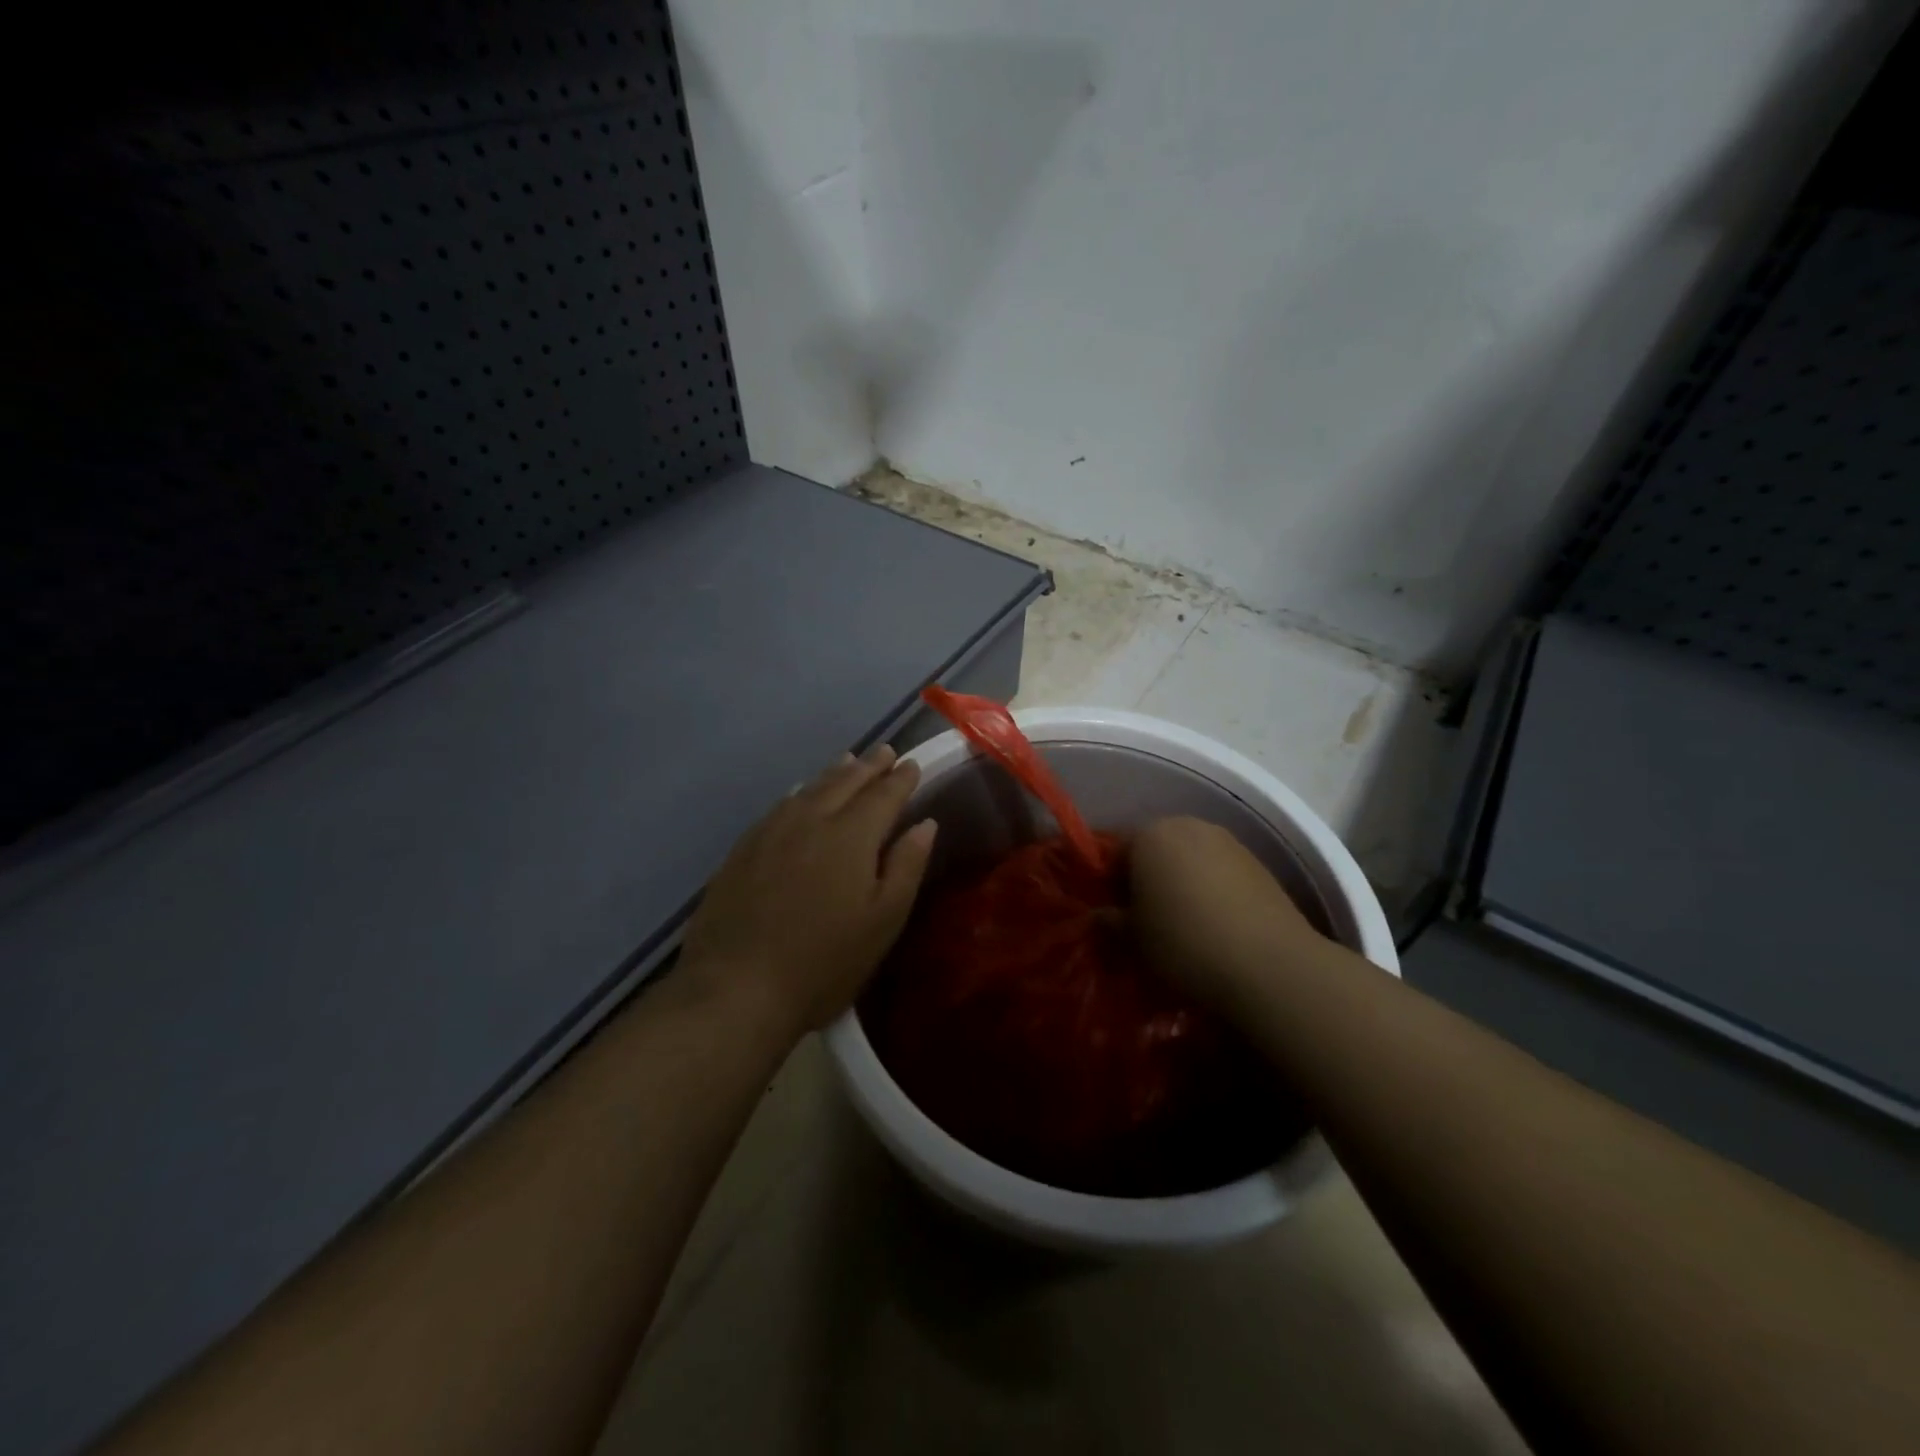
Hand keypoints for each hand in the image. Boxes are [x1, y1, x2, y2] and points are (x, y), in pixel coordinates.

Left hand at [679, 745, 937, 1037]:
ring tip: (848, 760)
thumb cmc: (824, 963)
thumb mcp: (883, 921)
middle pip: (844, 782)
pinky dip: (799, 792)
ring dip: (834, 772)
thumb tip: (925, 823)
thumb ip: (907, 866)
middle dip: (868, 766)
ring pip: (809, 788)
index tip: (913, 764)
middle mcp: (810, 820)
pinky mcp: (743, 849)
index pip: (883, 794)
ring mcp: (771, 832)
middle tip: (884, 752)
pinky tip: (799, 794)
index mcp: (851, 836)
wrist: (735, 988)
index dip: (901, 778)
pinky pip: (779, 805)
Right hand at [1129, 816, 1321, 1014]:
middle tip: (1147, 921)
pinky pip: (1220, 874)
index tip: (1116, 917)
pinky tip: (1217, 927)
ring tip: (1185, 926)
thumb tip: (1101, 917)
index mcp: (1150, 834)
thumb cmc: (1184, 943)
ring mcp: (1229, 842)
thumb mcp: (1133, 941)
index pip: (1116, 853)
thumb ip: (1110, 923)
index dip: (1110, 886)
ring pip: (1190, 860)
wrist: (1270, 964)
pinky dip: (1212, 892)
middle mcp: (1188, 826)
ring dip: (1182, 884)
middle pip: (1155, 850)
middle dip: (1147, 879)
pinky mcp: (1260, 865)